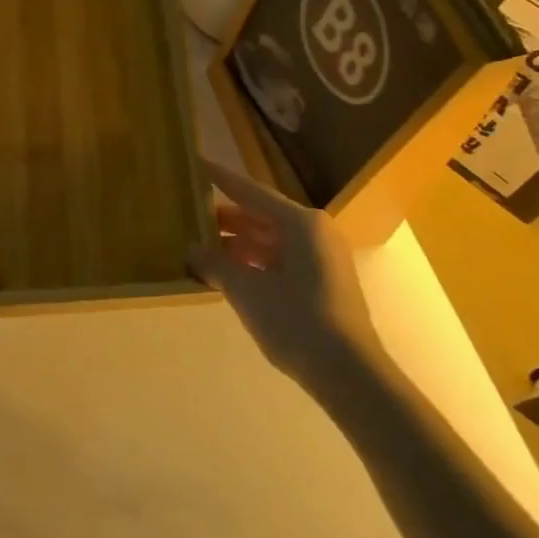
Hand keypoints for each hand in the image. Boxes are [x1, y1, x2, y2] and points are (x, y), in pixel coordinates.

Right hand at [187, 159, 379, 387]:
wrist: (349, 374)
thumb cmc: (297, 320)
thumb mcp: (247, 291)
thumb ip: (215, 265)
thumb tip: (191, 250)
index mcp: (301, 222)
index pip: (251, 192)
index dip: (221, 179)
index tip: (197, 163)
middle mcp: (314, 232)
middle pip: (262, 216)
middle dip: (226, 218)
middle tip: (190, 213)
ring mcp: (321, 259)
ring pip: (271, 241)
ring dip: (237, 244)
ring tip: (201, 246)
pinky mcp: (322, 284)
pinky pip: (280, 261)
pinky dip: (253, 264)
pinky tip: (227, 274)